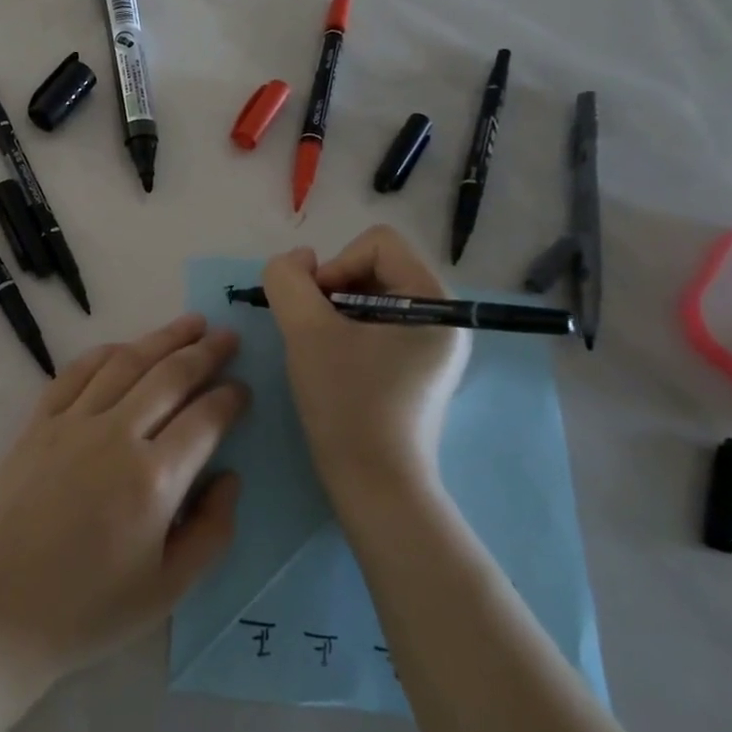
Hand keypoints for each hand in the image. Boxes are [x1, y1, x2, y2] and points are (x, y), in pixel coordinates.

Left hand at [0, 315, 247, 691]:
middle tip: (228, 336)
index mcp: (154, 479)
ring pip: (126, 363)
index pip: (204, 419)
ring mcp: (73, 422)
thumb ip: (210, 532)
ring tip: (190, 323)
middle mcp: (116, 435)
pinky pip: (76, 372)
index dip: (229, 398)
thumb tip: (229, 478)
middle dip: (205, 352)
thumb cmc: (86, 611)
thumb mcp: (166, 591)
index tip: (243, 388)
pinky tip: (123, 347)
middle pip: (169, 377)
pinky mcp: (38, 422)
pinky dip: (105, 353)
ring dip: (162, 338)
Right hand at [263, 226, 471, 489]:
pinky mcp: (415, 368)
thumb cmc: (347, 404)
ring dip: (334, 312)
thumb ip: (288, 279)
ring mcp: (431, 346)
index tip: (318, 311)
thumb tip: (297, 262)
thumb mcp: (306, 330)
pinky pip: (375, 325)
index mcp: (435, 303)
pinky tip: (333, 365)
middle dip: (333, 290)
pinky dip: (345, 332)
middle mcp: (442, 318)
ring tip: (321, 349)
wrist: (374, 488)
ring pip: (370, 296)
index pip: (377, 244)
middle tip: (314, 331)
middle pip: (374, 266)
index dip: (337, 265)